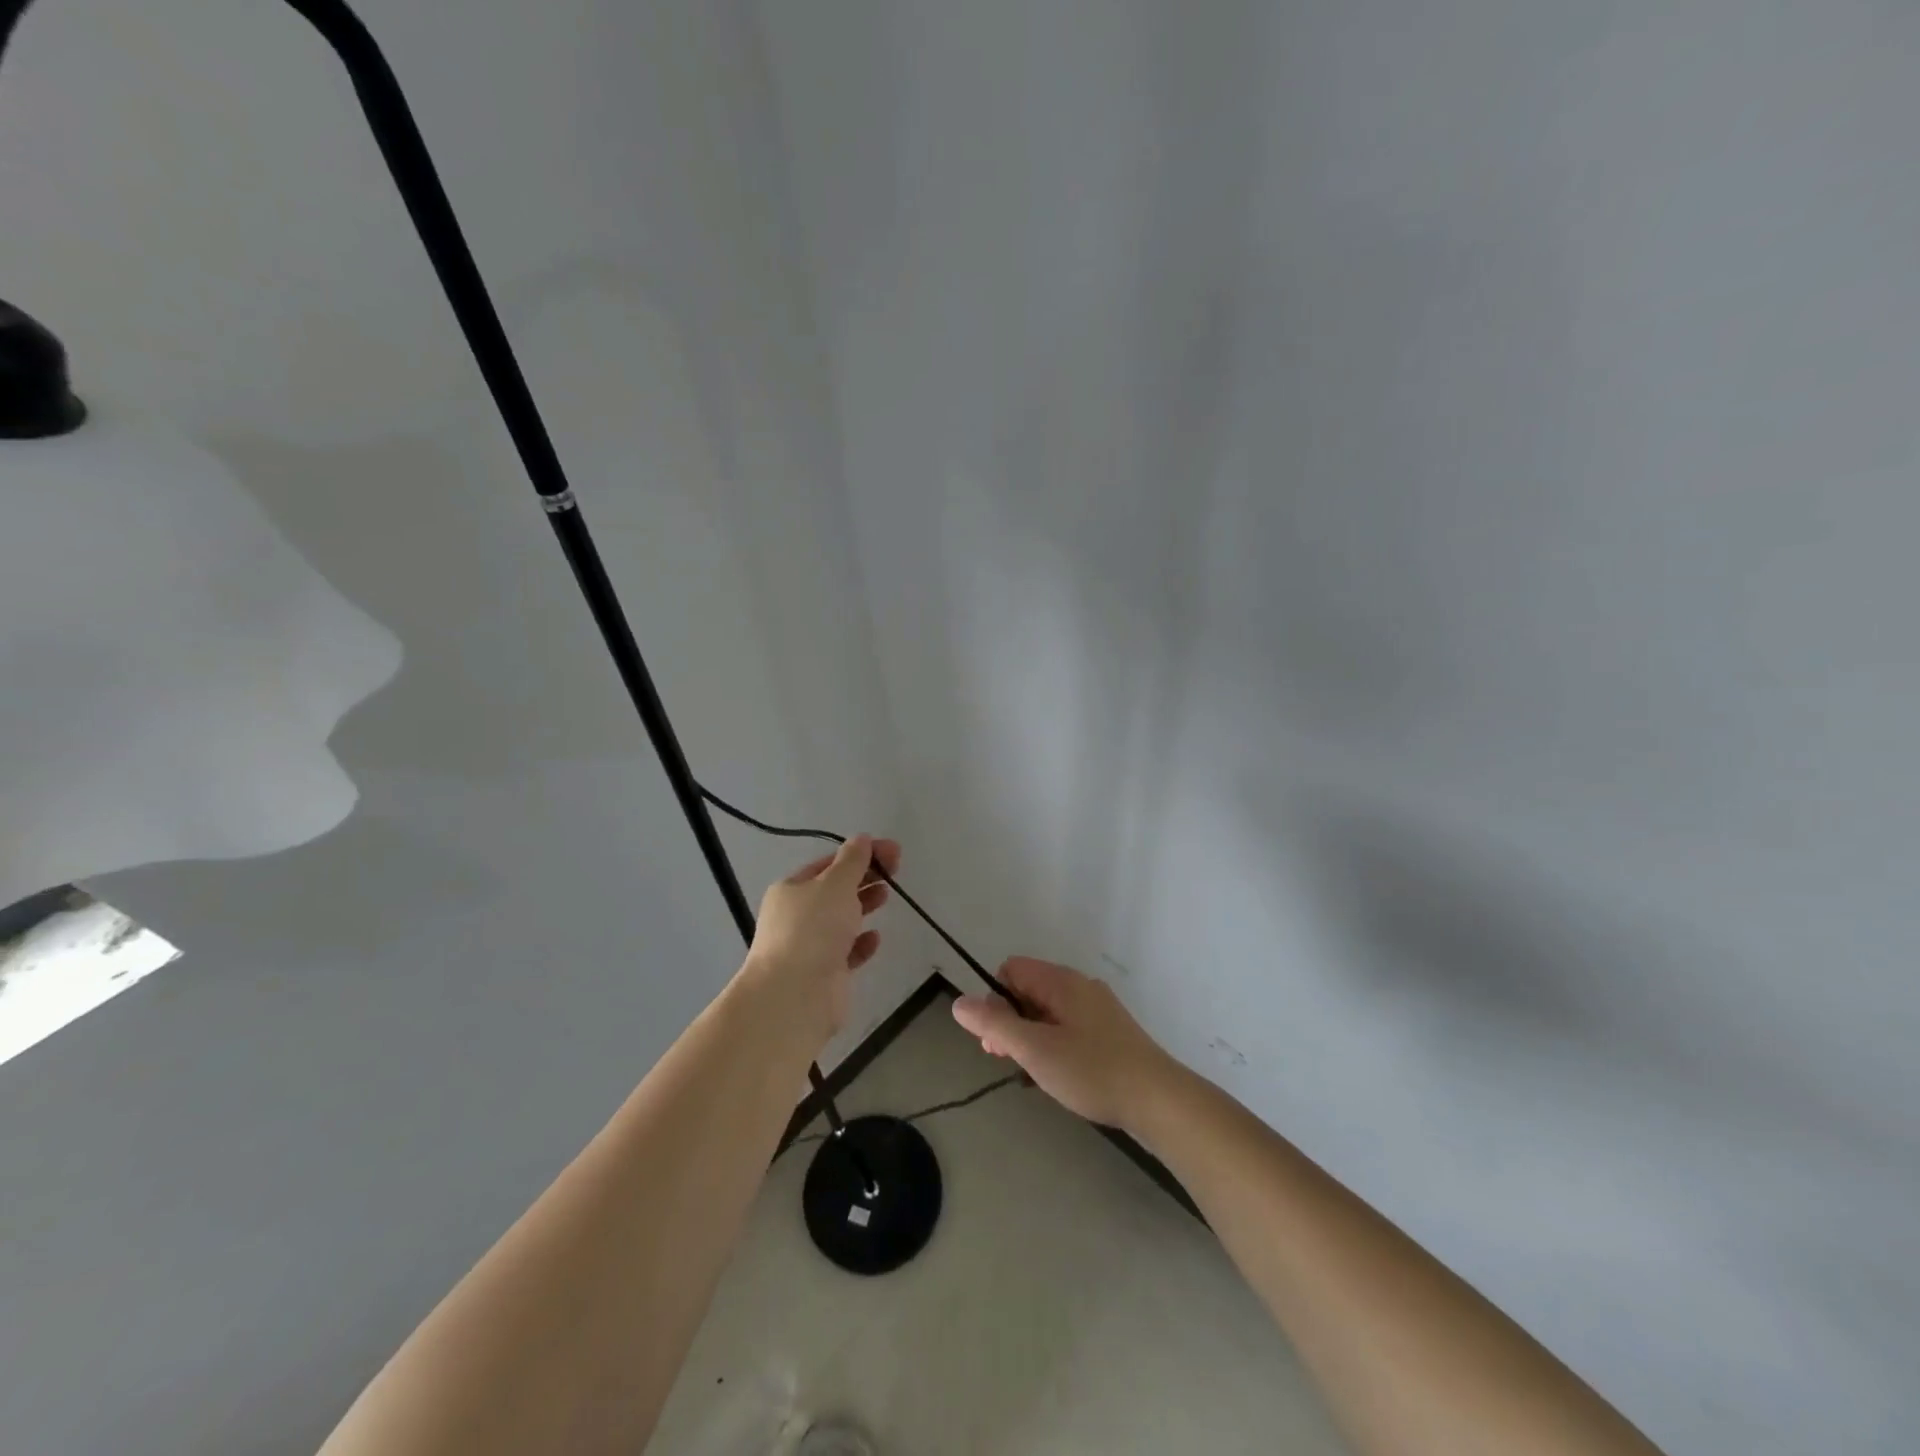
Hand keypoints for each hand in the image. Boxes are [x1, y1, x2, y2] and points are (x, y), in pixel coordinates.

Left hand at [738, 834, 899, 1045]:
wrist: (795, 996)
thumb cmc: (813, 929)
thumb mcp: (835, 884)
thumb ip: (853, 860)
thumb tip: (861, 838)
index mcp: (791, 889)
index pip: (828, 863)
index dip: (860, 854)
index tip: (892, 851)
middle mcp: (796, 915)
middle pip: (835, 890)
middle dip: (864, 877)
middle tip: (896, 870)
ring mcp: (809, 946)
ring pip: (841, 919)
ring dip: (863, 905)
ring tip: (887, 896)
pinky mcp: (824, 974)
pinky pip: (846, 952)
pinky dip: (861, 943)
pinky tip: (876, 938)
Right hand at [952, 957, 1179, 1129]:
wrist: (1159, 1100)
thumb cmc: (1092, 1071)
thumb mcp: (1035, 1050)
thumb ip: (995, 1025)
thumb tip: (959, 1002)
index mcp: (1061, 981)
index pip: (1011, 969)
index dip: (995, 1000)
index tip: (996, 1039)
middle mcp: (1079, 986)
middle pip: (1028, 990)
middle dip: (1011, 1022)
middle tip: (1009, 1061)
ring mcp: (1098, 1009)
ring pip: (1048, 1013)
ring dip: (1032, 1038)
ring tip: (1035, 1075)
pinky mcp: (1111, 1032)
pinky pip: (1069, 1028)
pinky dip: (1055, 1046)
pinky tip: (1061, 1078)